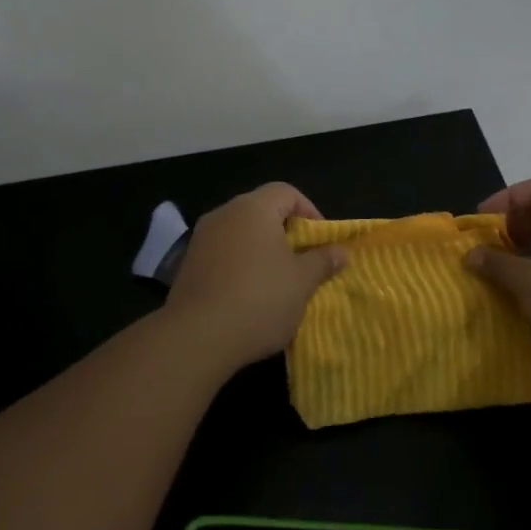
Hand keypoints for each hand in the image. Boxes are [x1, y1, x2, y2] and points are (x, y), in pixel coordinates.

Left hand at [164, 183, 346, 372]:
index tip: (321, 242)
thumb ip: (323, 261)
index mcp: (253, 208)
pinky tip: (249, 295)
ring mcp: (202, 238)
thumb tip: (341, 250)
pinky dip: (240, 265)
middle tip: (304, 262)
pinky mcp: (189, 264)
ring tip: (279, 282)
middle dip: (286, 233)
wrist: (197, 337)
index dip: (309, 212)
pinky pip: (223, 254)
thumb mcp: (302, 282)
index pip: (286, 192)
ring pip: (241, 234)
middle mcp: (224, 214)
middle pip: (262, 211)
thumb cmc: (259, 300)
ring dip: (262, 251)